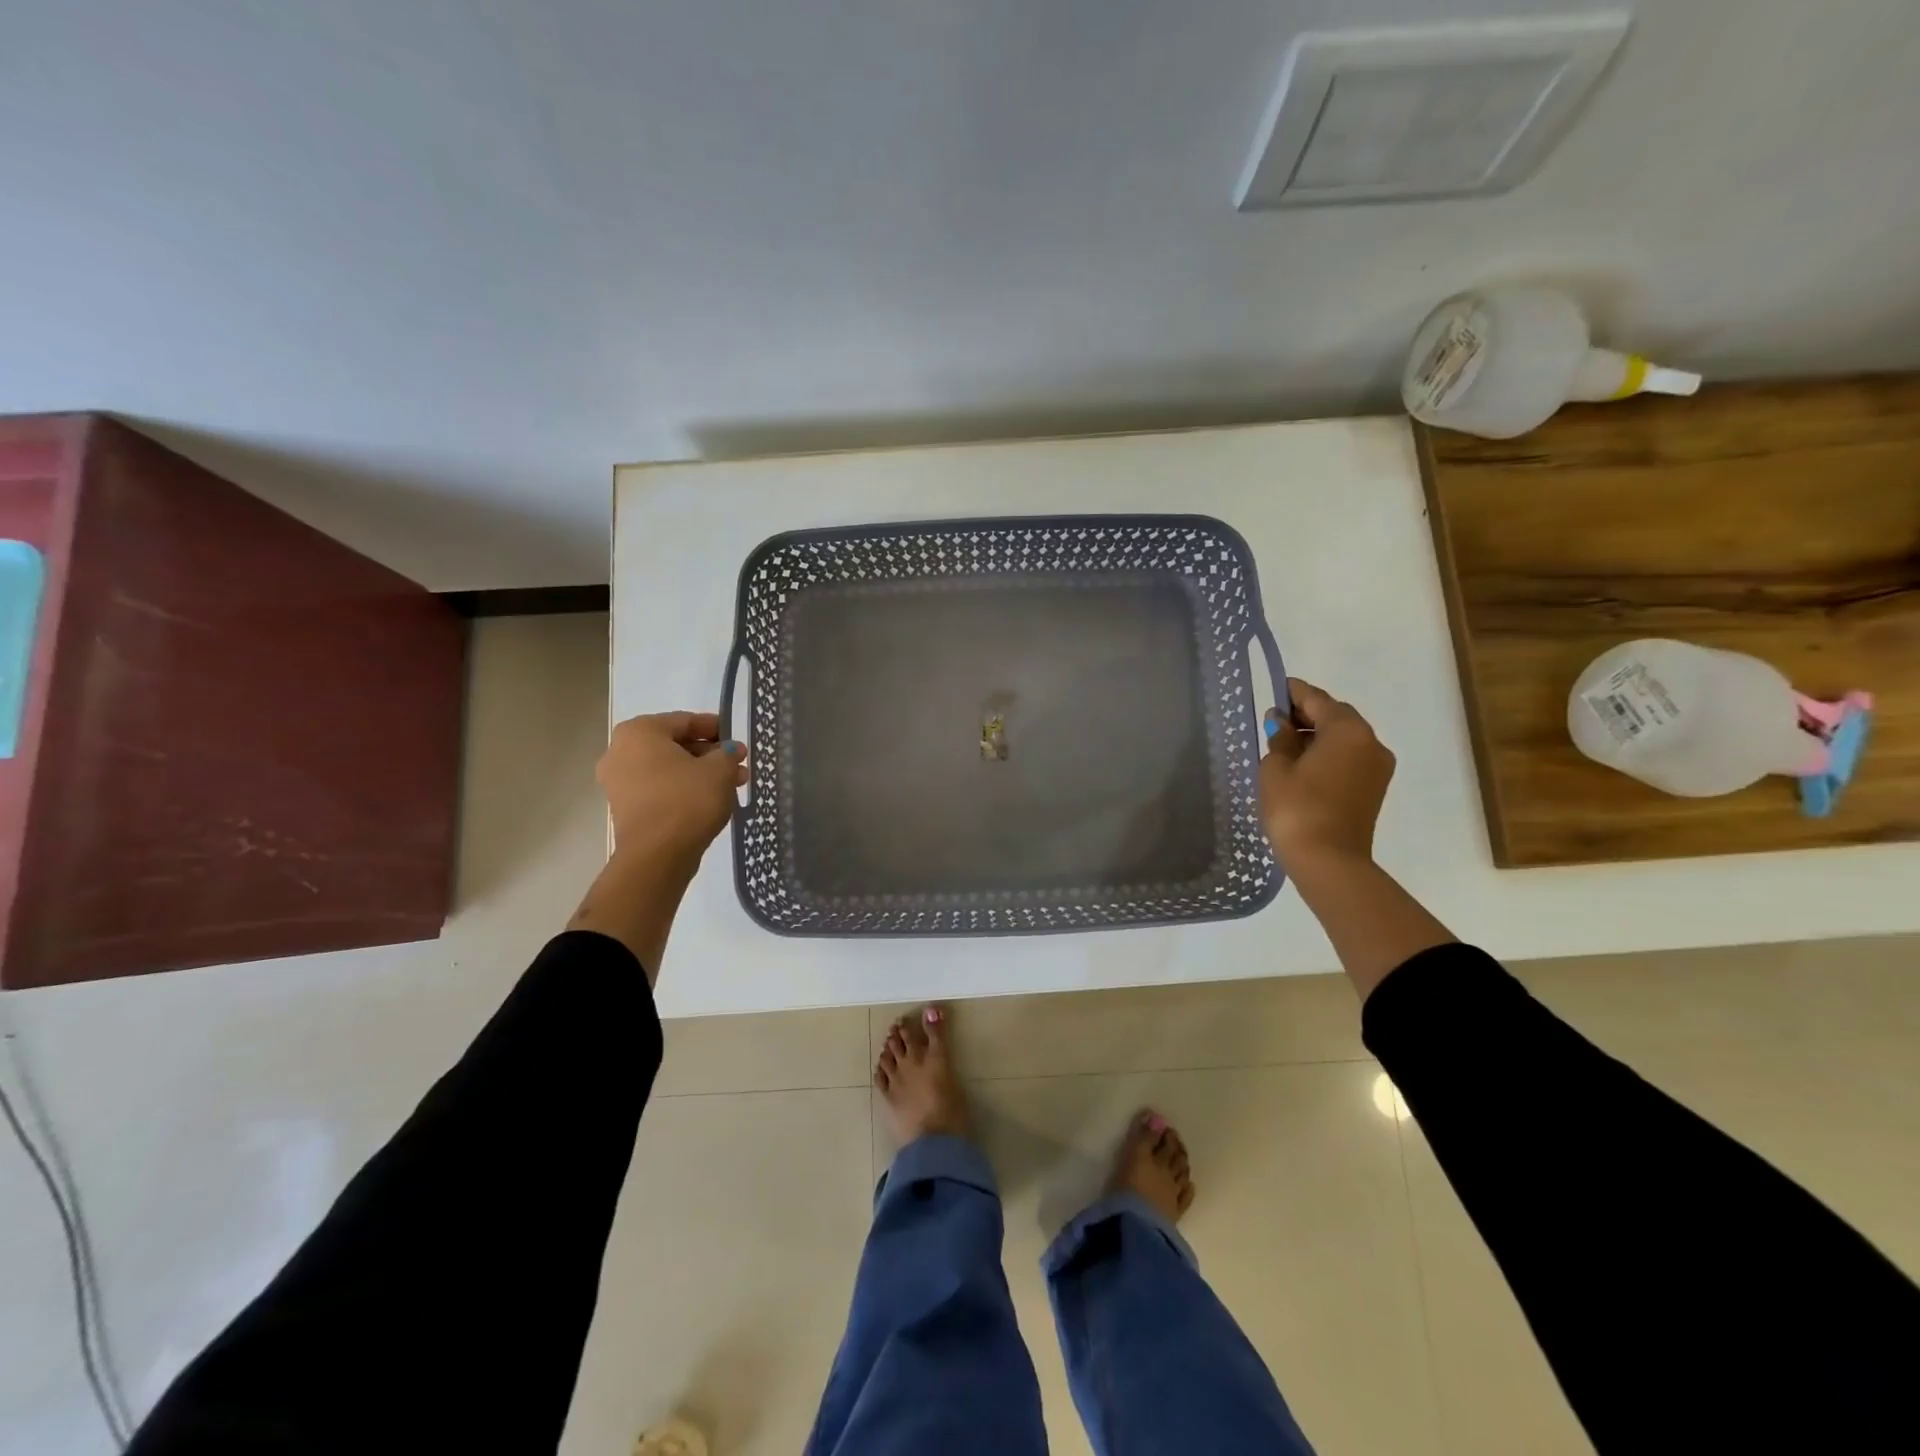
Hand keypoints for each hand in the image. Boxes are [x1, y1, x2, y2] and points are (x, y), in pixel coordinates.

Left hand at [597, 712, 745, 858]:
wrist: (657, 856)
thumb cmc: (687, 800)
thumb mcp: (719, 770)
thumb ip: (728, 754)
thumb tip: (732, 750)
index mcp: (640, 732)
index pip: (685, 720)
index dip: (715, 728)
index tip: (736, 739)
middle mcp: (620, 751)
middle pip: (674, 744)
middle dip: (709, 754)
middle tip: (737, 764)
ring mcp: (618, 781)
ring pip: (668, 768)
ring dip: (699, 773)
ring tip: (731, 784)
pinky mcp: (625, 807)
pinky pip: (659, 788)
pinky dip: (683, 789)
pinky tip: (710, 799)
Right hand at [1259, 679, 1395, 872]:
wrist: (1328, 861)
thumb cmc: (1297, 808)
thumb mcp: (1276, 768)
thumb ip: (1280, 738)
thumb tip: (1281, 722)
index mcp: (1347, 730)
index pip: (1317, 699)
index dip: (1294, 692)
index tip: (1276, 687)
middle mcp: (1370, 742)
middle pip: (1337, 716)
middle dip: (1308, 714)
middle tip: (1276, 720)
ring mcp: (1377, 767)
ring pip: (1345, 738)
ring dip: (1318, 735)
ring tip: (1286, 745)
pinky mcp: (1374, 788)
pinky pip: (1350, 758)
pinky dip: (1329, 754)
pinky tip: (1303, 765)